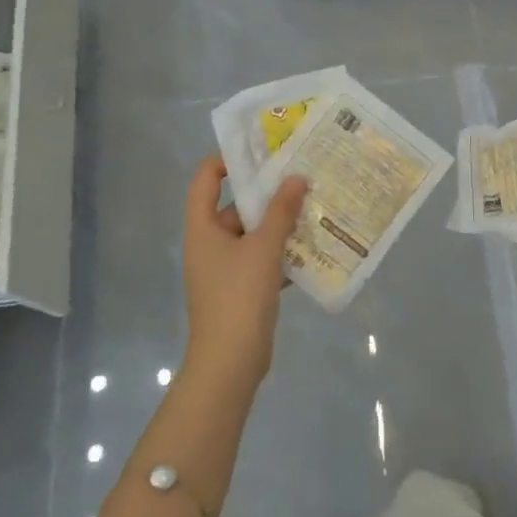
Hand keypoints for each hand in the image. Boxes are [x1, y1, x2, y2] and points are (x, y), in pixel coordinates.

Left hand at [181, 158, 308, 388]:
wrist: (230, 363)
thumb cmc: (239, 296)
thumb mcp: (263, 248)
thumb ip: (281, 211)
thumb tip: (296, 178)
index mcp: (202, 228)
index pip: (205, 180)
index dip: (227, 161)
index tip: (261, 154)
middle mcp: (209, 244)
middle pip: (235, 207)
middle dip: (268, 196)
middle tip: (301, 179)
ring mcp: (224, 269)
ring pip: (253, 236)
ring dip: (280, 226)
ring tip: (313, 210)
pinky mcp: (240, 290)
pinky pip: (261, 261)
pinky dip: (282, 255)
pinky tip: (312, 250)